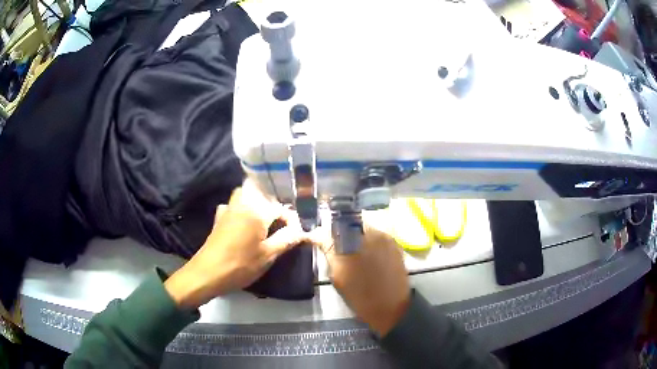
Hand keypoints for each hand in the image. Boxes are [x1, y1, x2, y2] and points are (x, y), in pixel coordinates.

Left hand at [164, 180, 311, 308]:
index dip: (291, 220)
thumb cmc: (240, 265)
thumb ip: (286, 239)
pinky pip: (234, 205)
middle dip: (273, 205)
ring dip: (257, 203)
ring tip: (265, 221)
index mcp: (256, 211)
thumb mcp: (268, 255)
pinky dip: (242, 209)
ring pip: (245, 195)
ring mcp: (228, 210)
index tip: (296, 234)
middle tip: (281, 223)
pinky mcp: (219, 218)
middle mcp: (242, 204)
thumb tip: (302, 230)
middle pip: (260, 192)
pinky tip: (245, 224)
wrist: (208, 273)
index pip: (280, 208)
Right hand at [317, 220, 410, 336]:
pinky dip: (369, 242)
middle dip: (339, 233)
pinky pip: (376, 236)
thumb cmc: (360, 296)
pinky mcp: (394, 242)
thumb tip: (318, 237)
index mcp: (351, 242)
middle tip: (336, 248)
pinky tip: (368, 256)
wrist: (391, 307)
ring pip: (362, 229)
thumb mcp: (337, 276)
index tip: (316, 239)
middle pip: (348, 224)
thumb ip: (330, 252)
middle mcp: (369, 233)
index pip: (330, 228)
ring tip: (353, 253)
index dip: (321, 233)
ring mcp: (384, 236)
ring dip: (355, 237)